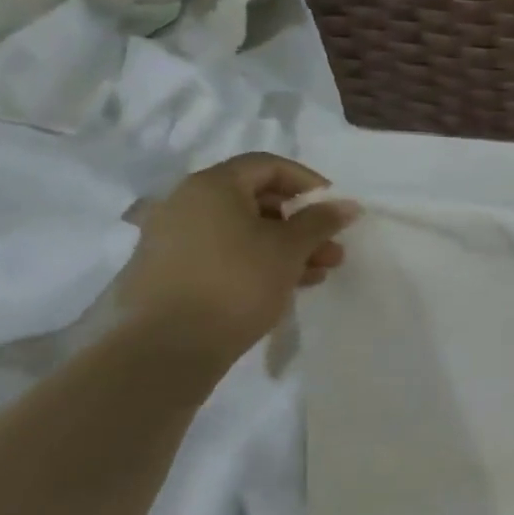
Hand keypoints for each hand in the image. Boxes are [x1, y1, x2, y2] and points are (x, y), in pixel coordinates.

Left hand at [119, 153, 359, 358]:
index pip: (268, 166)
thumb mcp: (290, 248)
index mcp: (212, 186)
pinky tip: (284, 286)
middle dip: (301, 223)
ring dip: (284, 246)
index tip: (333, 210)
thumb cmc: (236, 282)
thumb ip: (321, 221)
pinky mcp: (168, 271)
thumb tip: (347, 204)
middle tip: (330, 248)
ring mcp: (172, 238)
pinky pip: (222, 253)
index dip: (308, 183)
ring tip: (317, 273)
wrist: (166, 348)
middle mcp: (185, 203)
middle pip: (256, 200)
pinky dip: (255, 261)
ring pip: (242, 230)